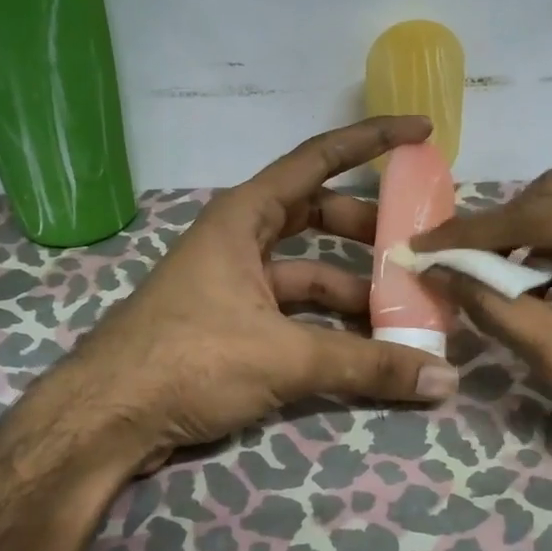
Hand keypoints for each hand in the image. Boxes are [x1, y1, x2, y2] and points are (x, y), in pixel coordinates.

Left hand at [51, 117, 459, 472]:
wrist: (106, 419)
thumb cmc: (190, 359)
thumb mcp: (284, 356)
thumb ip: (366, 365)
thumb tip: (445, 379)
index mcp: (244, 217)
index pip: (317, 158)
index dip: (371, 140)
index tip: (421, 132)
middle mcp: (239, 240)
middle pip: (317, 217)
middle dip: (368, 230)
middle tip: (417, 248)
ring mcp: (233, 283)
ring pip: (307, 272)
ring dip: (352, 289)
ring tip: (404, 311)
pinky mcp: (230, 324)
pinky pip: (292, 311)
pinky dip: (327, 325)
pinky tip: (363, 349)